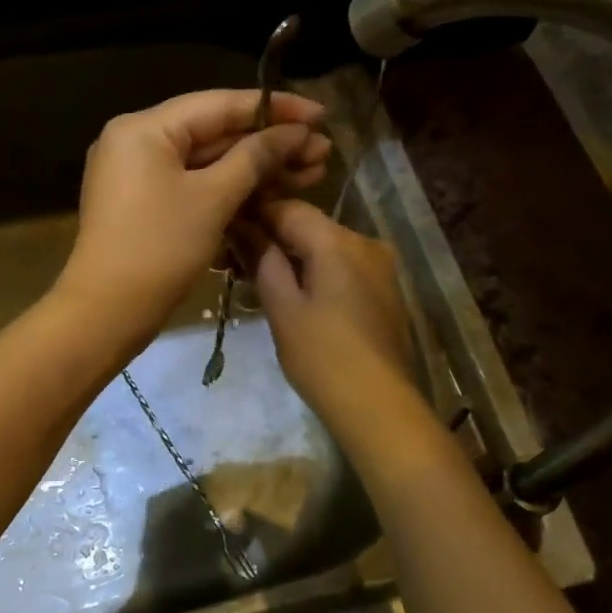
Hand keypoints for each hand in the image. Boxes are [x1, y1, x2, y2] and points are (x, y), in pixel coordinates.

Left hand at [56, 89, 329, 351]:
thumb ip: (255, 158)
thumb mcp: (213, 199)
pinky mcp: (145, 206)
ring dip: (256, 170)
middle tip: (322, 154)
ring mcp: (138, 176)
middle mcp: (136, 142)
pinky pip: (193, 187)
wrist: (106, 313)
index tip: (321, 114)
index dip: (274, 108)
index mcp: (144, 128)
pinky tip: (272, 196)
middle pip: (214, 133)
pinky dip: (229, 191)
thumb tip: (294, 132)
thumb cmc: (159, 249)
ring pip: (207, 163)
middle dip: (270, 145)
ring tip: (311, 175)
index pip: (219, 104)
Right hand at [244, 198, 419, 432]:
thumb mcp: (282, 307)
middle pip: (310, 226)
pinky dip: (317, 273)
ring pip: (328, 248)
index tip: (225, 227)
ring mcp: (381, 268)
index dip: (254, 213)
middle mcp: (365, 242)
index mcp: (338, 241)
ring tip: (260, 280)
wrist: (377, 404)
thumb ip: (262, 260)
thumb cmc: (321, 356)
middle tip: (236, 260)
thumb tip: (242, 226)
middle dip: (273, 237)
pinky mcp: (386, 292)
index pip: (288, 208)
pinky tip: (297, 296)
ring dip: (295, 257)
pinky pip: (344, 268)